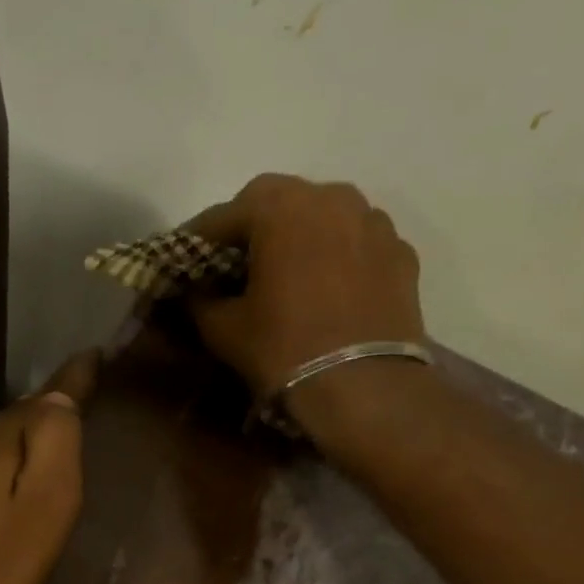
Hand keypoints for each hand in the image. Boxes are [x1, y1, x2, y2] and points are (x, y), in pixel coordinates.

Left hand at [0, 350, 98, 583]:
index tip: (93, 356)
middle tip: (71, 410)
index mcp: (0, 440)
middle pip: (13, 421)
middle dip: (42, 413)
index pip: (45, 397)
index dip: (73, 379)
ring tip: (37, 453)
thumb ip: (54, 441)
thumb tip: (59, 393)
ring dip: (14, 444)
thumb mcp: (46, 500)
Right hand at [184, 174, 426, 398]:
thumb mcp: (223, 329)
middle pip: (277, 201)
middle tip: (233, 261)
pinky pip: (356, 241)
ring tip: (284, 270)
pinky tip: (325, 286)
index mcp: (279, 208)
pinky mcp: (400, 251)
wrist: (364, 386)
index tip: (183, 260)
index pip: (222, 214)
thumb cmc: (283, 349)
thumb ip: (199, 301)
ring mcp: (373, 221)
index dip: (197, 239)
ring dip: (298, 234)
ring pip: (323, 215)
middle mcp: (330, 197)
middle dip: (250, 227)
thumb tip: (194, 292)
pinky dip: (335, 254)